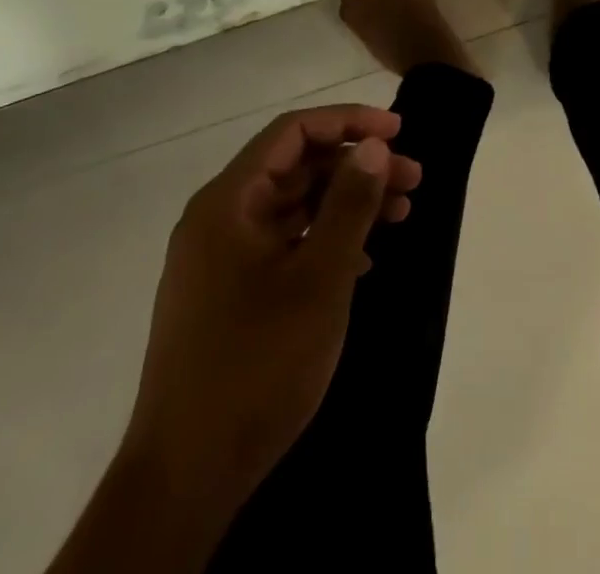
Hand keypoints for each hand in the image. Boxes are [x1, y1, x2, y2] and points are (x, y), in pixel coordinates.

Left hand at [123, 106, 421, 515]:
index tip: (399, 131)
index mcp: (229, 202)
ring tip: (401, 216)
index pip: (293, 132)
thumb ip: (349, 204)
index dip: (349, 121)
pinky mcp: (228, 292)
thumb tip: (374, 145)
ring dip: (347, 203)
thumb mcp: (320, 279)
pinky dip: (326, 238)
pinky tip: (365, 259)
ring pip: (294, 205)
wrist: (185, 478)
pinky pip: (284, 242)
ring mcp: (220, 258)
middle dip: (358, 166)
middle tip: (413, 181)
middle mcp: (219, 218)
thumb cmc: (257, 364)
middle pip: (297, 167)